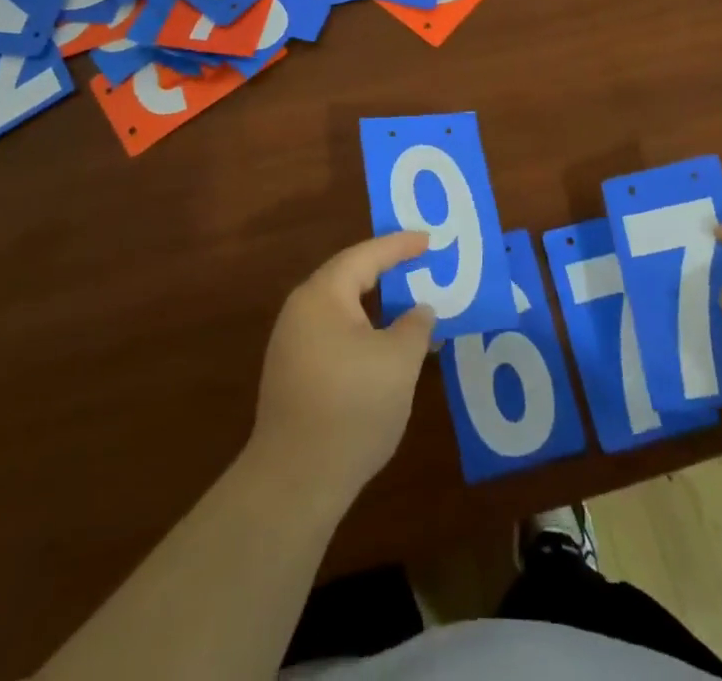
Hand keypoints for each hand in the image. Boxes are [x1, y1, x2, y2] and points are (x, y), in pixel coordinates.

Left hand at [247, 231, 435, 501]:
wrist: (294, 483)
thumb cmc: (352, 407)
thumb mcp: (399, 361)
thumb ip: (415, 325)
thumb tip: (419, 310)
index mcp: (323, 296)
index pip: (366, 256)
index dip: (400, 246)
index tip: (428, 239)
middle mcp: (301, 312)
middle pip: (350, 278)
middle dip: (387, 272)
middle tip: (421, 264)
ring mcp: (293, 345)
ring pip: (344, 311)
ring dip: (379, 308)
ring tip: (412, 308)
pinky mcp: (294, 376)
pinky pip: (336, 336)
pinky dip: (365, 333)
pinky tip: (388, 351)